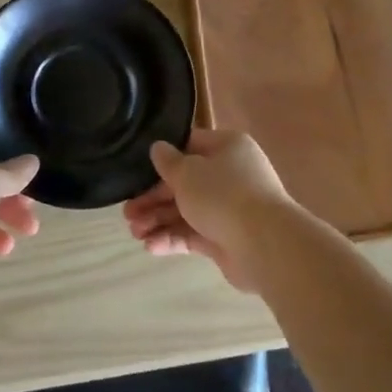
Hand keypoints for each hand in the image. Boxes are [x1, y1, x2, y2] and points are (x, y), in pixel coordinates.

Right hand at [122, 129, 302, 291]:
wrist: (264, 244)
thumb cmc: (223, 195)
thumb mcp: (187, 172)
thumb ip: (168, 162)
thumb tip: (158, 148)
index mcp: (226, 147)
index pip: (189, 146)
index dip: (162, 159)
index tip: (137, 172)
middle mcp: (230, 174)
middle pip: (184, 182)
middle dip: (153, 198)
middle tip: (127, 213)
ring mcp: (229, 208)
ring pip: (186, 210)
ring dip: (159, 220)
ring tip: (134, 232)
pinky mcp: (225, 237)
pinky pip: (194, 233)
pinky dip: (173, 238)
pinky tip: (151, 246)